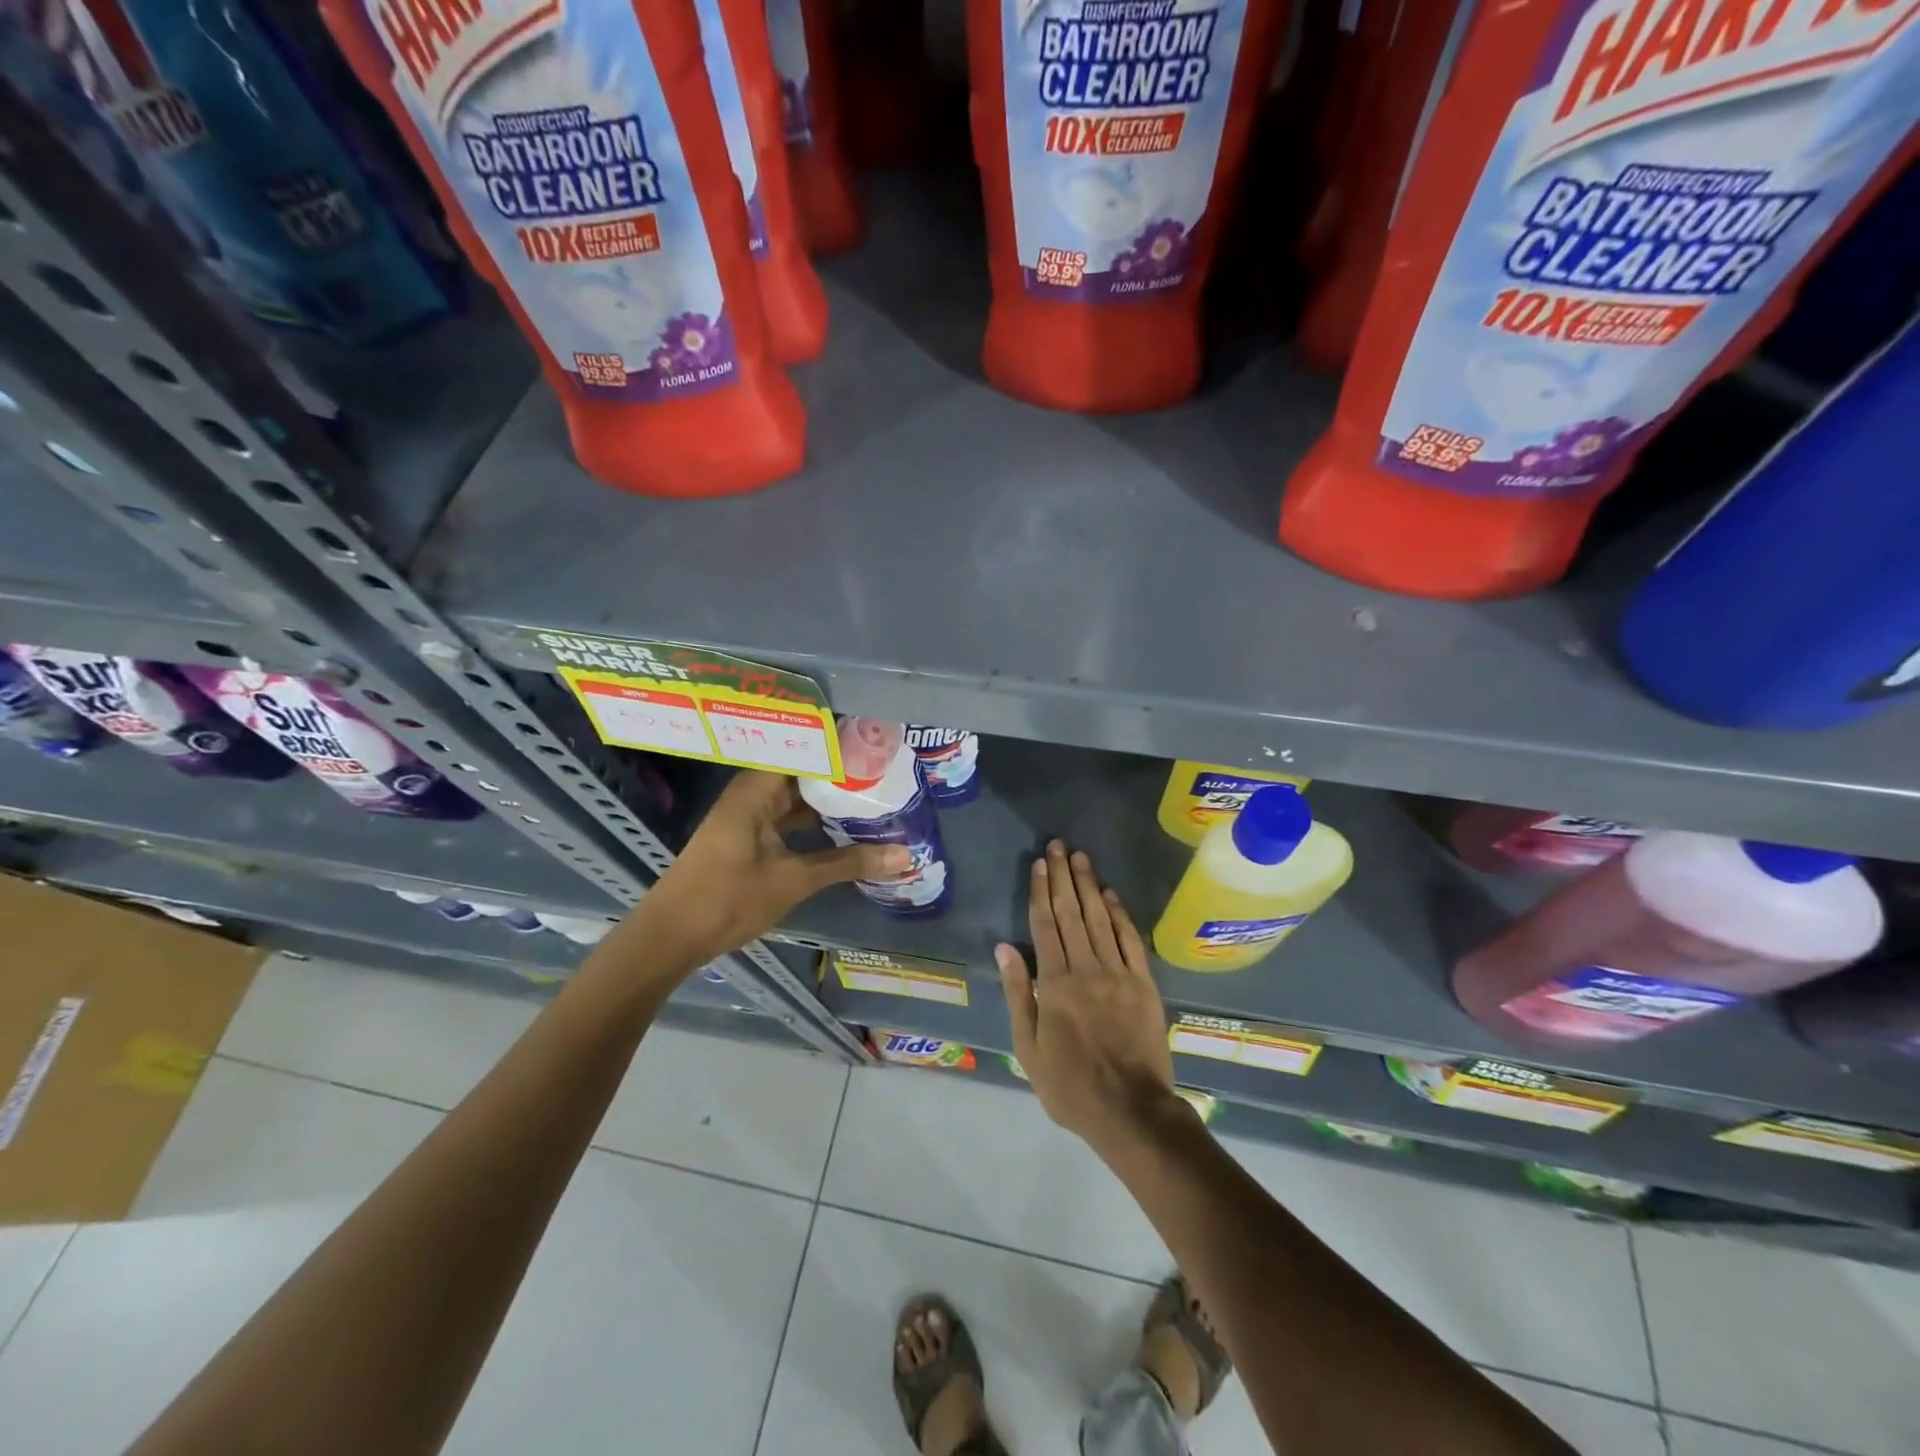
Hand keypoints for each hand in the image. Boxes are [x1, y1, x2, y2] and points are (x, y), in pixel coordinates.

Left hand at [630, 771, 908, 971]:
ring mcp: (750, 814)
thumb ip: (849, 863)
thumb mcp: (794, 880)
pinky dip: (815, 821)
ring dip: (831, 799)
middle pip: (805, 771)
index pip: (806, 748)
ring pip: (798, 797)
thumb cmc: (728, 898)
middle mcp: (753, 791)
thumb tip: (905, 855)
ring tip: (876, 794)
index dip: (842, 745)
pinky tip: (846, 826)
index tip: (879, 744)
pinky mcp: (749, 836)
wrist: (670, 937)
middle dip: (843, 773)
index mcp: (758, 786)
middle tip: (888, 771)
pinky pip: (789, 817)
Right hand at [997, 840, 1181, 1153]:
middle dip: (1062, 877)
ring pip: (1100, 919)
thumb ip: (1018, 993)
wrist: (1131, 1110)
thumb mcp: (1028, 1047)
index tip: (1038, 864)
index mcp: (1054, 983)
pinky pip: (1130, 940)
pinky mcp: (1144, 984)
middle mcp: (1086, 968)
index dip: (1041, 891)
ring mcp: (1119, 973)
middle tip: (1057, 846)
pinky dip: (1120, 914)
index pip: (1045, 925)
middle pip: (1071, 913)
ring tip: (1080, 857)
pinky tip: (1111, 894)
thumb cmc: (1070, 1085)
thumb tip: (1005, 947)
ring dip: (1089, 885)